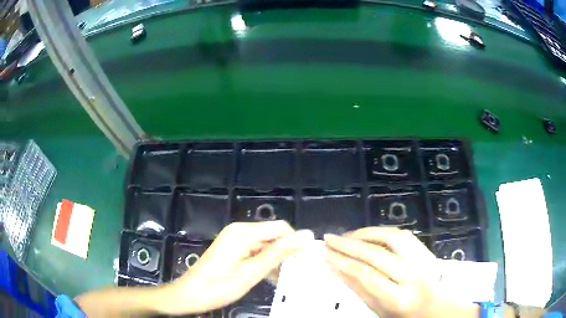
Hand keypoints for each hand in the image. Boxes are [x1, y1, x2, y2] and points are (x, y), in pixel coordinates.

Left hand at [161, 221, 313, 314]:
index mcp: (244, 232)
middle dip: (284, 253)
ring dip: (274, 260)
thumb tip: (306, 235)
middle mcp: (240, 230)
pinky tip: (268, 277)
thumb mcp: (251, 272)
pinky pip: (255, 250)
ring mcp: (235, 239)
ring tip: (281, 279)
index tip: (302, 262)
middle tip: (292, 274)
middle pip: (272, 235)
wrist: (190, 294)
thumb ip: (279, 253)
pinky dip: (263, 262)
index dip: (294, 243)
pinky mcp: (232, 248)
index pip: (281, 227)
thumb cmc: (219, 286)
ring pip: (265, 244)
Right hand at [324, 227, 478, 317]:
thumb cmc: (407, 317)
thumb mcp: (381, 311)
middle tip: (329, 238)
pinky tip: (371, 235)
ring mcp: (424, 260)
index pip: (366, 274)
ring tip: (348, 236)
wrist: (441, 311)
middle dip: (349, 244)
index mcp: (400, 298)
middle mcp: (414, 275)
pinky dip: (384, 232)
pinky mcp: (427, 252)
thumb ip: (361, 290)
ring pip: (393, 237)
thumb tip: (338, 270)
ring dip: (367, 233)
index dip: (342, 261)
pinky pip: (404, 236)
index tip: (324, 253)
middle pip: (378, 253)